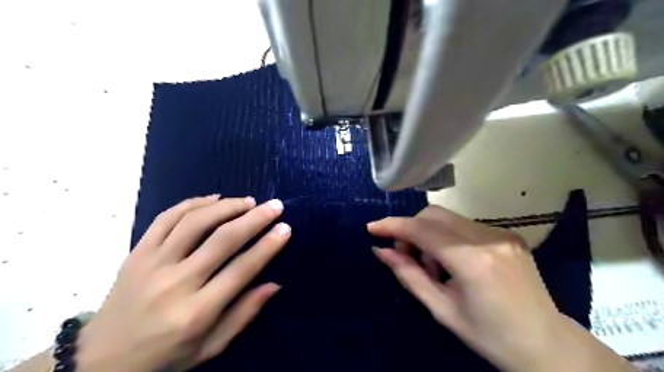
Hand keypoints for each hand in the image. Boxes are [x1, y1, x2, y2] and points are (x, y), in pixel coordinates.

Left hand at [76, 194, 288, 371]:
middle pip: (222, 239)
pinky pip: (166, 219)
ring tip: (247, 201)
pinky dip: (192, 203)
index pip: (241, 270)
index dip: (267, 246)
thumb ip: (244, 314)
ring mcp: (152, 264)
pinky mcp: (137, 253)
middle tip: (274, 205)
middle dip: (254, 219)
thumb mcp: (210, 347)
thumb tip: (274, 284)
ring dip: (226, 206)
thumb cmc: (165, 356)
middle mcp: (175, 283)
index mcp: (196, 312)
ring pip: (195, 222)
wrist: (99, 361)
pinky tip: (213, 199)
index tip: (285, 228)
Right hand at [369, 204, 631, 371]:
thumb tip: (381, 251)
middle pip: (433, 215)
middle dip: (411, 230)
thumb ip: (408, 275)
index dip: (393, 226)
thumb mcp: (442, 310)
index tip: (372, 228)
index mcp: (472, 261)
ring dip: (429, 235)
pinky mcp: (508, 234)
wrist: (548, 345)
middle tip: (407, 256)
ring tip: (434, 266)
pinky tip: (453, 262)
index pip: (422, 230)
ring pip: (447, 218)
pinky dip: (447, 237)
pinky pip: (464, 226)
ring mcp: (501, 233)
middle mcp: (488, 238)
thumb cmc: (490, 336)